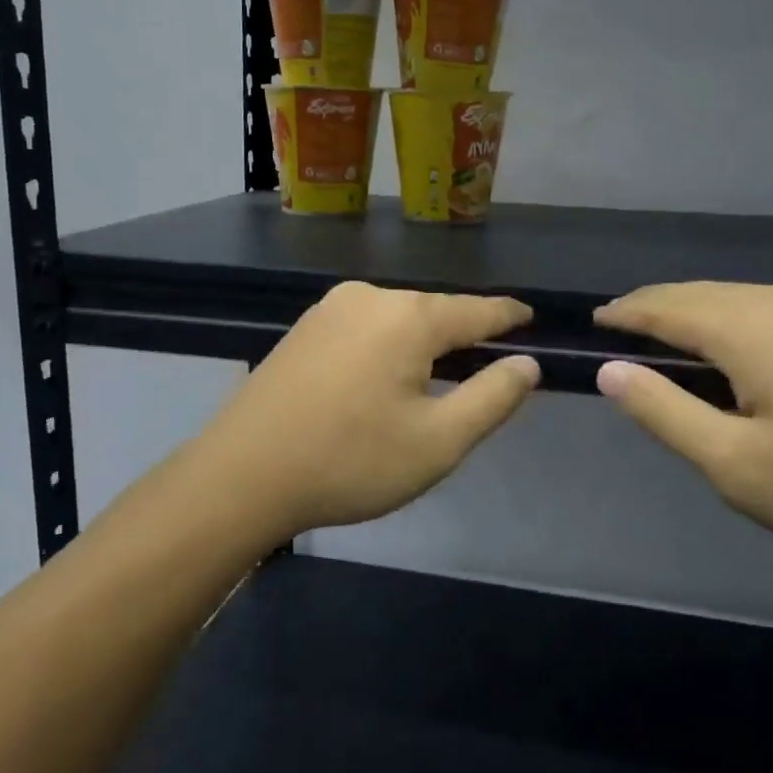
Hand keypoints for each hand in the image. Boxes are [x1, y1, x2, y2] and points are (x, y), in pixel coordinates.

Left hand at [203, 281, 539, 535]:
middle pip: (435, 312)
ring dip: (424, 343)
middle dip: (464, 335)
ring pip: (398, 319)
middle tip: (487, 366)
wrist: (241, 475)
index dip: (508, 316)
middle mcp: (370, 298)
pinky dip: (389, 346)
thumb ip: (492, 398)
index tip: (531, 319)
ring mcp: (330, 309)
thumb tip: (527, 364)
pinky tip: (384, 377)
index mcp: (408, 317)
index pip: (476, 310)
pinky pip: (366, 327)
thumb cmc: (349, 461)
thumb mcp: (437, 442)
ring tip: (439, 377)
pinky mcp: (304, 328)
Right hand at [593, 282, 772, 570]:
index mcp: (750, 326)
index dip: (625, 314)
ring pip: (742, 299)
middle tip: (625, 333)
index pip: (665, 306)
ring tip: (678, 344)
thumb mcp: (738, 466)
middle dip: (658, 309)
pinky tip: (748, 354)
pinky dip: (741, 323)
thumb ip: (665, 413)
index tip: (596, 323)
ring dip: (701, 315)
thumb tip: (611, 372)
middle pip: (702, 294)